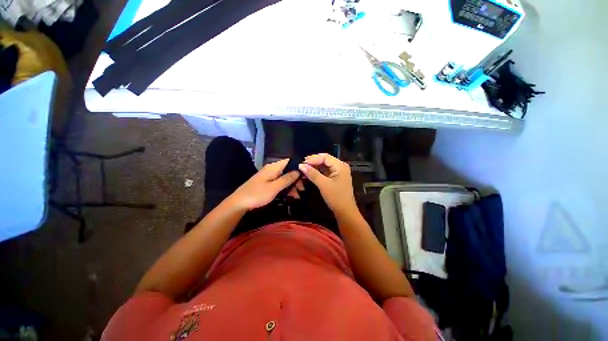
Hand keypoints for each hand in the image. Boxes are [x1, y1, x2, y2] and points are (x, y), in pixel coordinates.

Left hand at [230, 159, 299, 210]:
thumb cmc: (257, 194)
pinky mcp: (268, 183)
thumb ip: (287, 179)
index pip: (289, 161)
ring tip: (297, 195)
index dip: (299, 166)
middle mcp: (272, 169)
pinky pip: (280, 183)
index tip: (307, 174)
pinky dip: (286, 188)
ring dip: (292, 185)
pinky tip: (291, 196)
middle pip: (288, 170)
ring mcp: (270, 177)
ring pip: (285, 178)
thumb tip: (299, 170)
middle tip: (302, 189)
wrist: (239, 203)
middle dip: (297, 179)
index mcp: (273, 167)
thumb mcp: (274, 187)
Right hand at [299, 153, 356, 214]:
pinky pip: (325, 171)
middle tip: (301, 165)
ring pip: (324, 166)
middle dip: (313, 162)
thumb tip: (301, 165)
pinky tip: (309, 174)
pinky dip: (317, 172)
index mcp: (340, 165)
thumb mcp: (323, 184)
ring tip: (303, 169)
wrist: (345, 212)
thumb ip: (312, 173)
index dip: (313, 158)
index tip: (302, 162)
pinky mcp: (335, 177)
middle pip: (325, 160)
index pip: (325, 157)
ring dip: (314, 167)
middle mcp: (340, 166)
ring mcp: (338, 172)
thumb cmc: (336, 197)